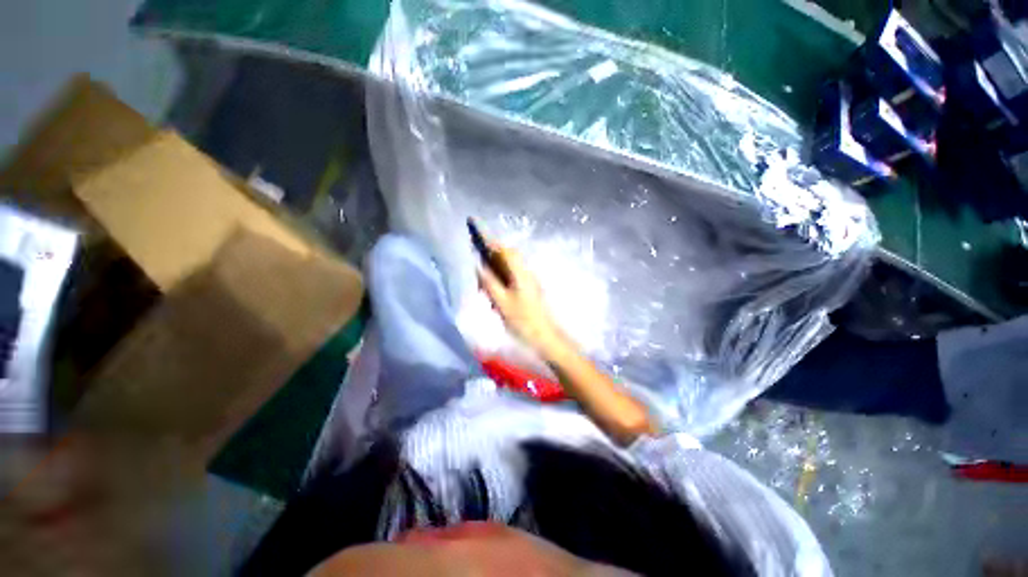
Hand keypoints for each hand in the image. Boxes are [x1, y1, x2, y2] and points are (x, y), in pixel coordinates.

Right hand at [476, 241, 565, 356]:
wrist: (545, 338)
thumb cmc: (523, 320)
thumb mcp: (501, 302)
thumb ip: (489, 282)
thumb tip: (478, 266)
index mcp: (521, 273)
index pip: (505, 251)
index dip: (491, 243)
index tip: (477, 239)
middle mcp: (527, 273)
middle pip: (508, 258)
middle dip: (492, 259)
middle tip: (478, 269)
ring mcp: (529, 282)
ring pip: (510, 269)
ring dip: (496, 272)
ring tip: (484, 286)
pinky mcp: (529, 291)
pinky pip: (513, 280)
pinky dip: (502, 282)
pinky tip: (495, 296)